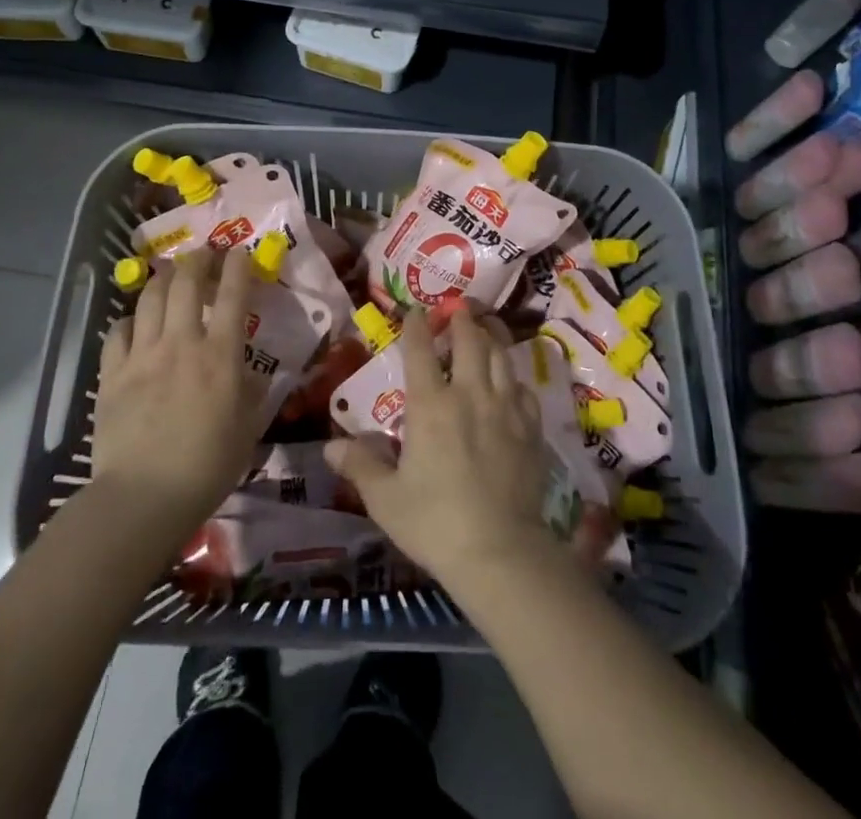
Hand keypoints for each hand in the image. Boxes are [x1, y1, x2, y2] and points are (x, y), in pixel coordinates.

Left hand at [89, 246, 268, 544]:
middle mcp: (181, 343)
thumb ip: (253, 395)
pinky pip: (118, 333)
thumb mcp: (248, 430)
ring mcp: (143, 355)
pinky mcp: (112, 374)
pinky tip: (134, 323)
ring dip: (162, 279)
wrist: (143, 496)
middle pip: (186, 284)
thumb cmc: (207, 466)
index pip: (233, 296)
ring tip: (169, 273)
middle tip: (204, 253)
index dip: (237, 267)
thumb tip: (255, 375)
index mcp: (220, 355)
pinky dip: (129, 320)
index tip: (240, 251)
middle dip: (197, 260)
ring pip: (150, 299)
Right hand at [326, 309, 551, 582]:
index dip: (416, 326)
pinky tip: (511, 380)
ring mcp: (505, 408)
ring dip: (492, 336)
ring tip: (488, 326)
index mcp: (430, 406)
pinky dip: (514, 376)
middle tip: (458, 308)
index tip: (414, 311)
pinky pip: (524, 389)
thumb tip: (330, 447)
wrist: (499, 552)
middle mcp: (470, 394)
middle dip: (462, 320)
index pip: (421, 351)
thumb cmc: (434, 523)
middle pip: (470, 341)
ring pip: (502, 356)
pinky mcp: (530, 428)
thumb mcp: (386, 498)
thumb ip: (360, 465)